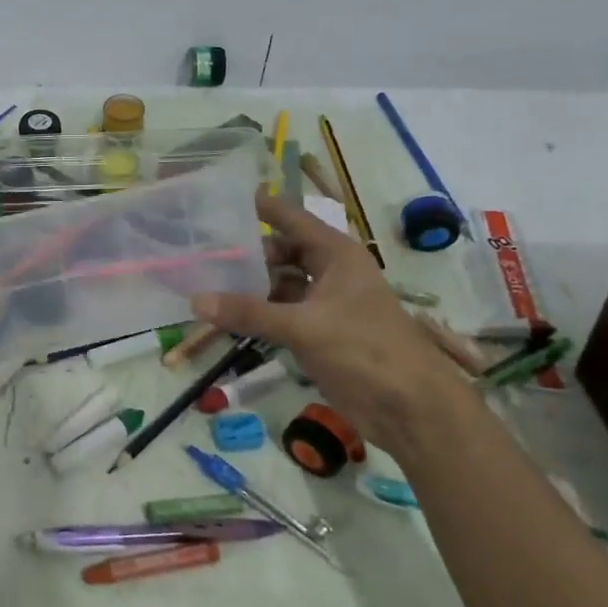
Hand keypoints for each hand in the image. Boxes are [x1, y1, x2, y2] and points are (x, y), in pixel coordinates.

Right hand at [191, 191, 466, 450]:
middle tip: (201, 253)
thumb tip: (197, 300)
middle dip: (246, 253)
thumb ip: (249, 313)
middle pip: (281, 252)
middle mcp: (329, 272)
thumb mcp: (304, 327)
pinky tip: (225, 316)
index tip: (221, 198)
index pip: (291, 218)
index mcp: (336, 255)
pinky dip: (256, 314)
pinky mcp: (317, 333)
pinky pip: (279, 314)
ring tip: (204, 283)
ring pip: (278, 284)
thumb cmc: (365, 350)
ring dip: (248, 286)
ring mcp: (323, 304)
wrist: (410, 408)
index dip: (260, 207)